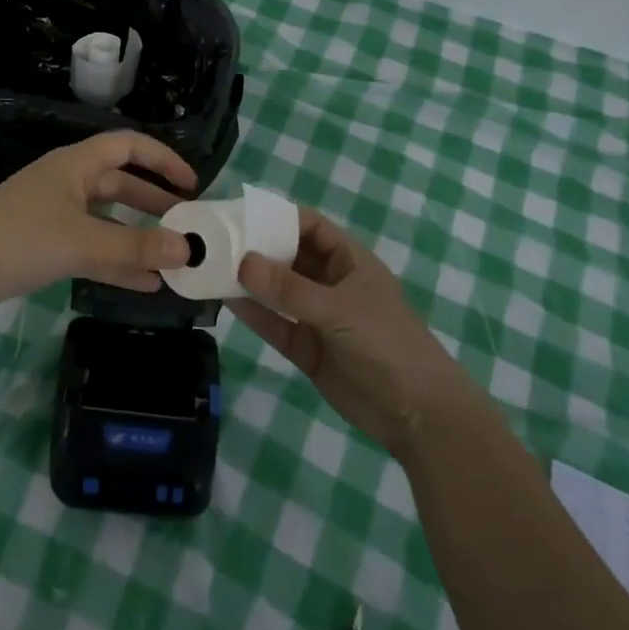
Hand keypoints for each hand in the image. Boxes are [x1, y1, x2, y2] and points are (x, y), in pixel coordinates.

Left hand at [0, 132, 197, 309]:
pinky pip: (91, 246)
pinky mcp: (44, 243)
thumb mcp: (84, 242)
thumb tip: (188, 250)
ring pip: (107, 220)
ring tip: (172, 259)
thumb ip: (137, 248)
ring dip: (138, 237)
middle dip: (155, 203)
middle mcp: (67, 182)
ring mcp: (54, 214)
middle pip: (121, 184)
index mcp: (76, 165)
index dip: (163, 160)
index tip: (192, 184)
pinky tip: (143, 284)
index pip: (129, 146)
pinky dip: (116, 260)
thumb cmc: (22, 239)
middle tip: (187, 224)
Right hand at [228, 209, 464, 458]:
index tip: (239, 214)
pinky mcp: (306, 348)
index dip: (278, 217)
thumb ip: (290, 290)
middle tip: (214, 241)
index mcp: (349, 261)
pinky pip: (275, 324)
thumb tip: (242, 261)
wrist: (418, 415)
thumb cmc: (388, 345)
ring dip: (249, 280)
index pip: (309, 226)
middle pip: (288, 256)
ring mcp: (317, 317)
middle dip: (256, 248)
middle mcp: (330, 283)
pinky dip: (253, 312)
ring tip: (211, 267)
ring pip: (277, 291)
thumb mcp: (340, 310)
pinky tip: (225, 300)